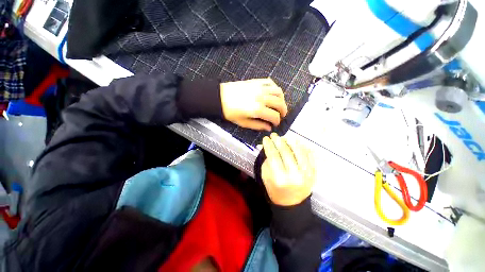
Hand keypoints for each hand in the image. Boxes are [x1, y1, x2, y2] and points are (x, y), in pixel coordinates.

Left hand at [220, 78, 287, 130]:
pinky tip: (272, 94)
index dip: (277, 121)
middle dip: (283, 111)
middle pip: (280, 103)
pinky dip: (274, 88)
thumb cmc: (230, 112)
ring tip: (279, 105)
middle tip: (281, 115)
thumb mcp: (243, 123)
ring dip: (281, 99)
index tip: (275, 124)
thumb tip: (269, 128)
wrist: (220, 98)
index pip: (274, 116)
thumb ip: (258, 126)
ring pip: (278, 92)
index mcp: (257, 110)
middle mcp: (261, 98)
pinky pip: (270, 82)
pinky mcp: (256, 82)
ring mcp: (259, 88)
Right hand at [261, 133, 315, 205]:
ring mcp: (306, 175)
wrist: (290, 203)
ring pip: (300, 153)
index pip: (273, 156)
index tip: (266, 138)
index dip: (269, 145)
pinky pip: (310, 158)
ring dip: (292, 142)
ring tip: (287, 137)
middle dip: (279, 141)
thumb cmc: (274, 189)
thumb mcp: (265, 176)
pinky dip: (304, 149)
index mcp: (280, 178)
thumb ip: (267, 160)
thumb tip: (265, 146)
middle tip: (274, 135)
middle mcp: (294, 176)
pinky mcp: (313, 175)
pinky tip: (299, 143)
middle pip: (286, 153)